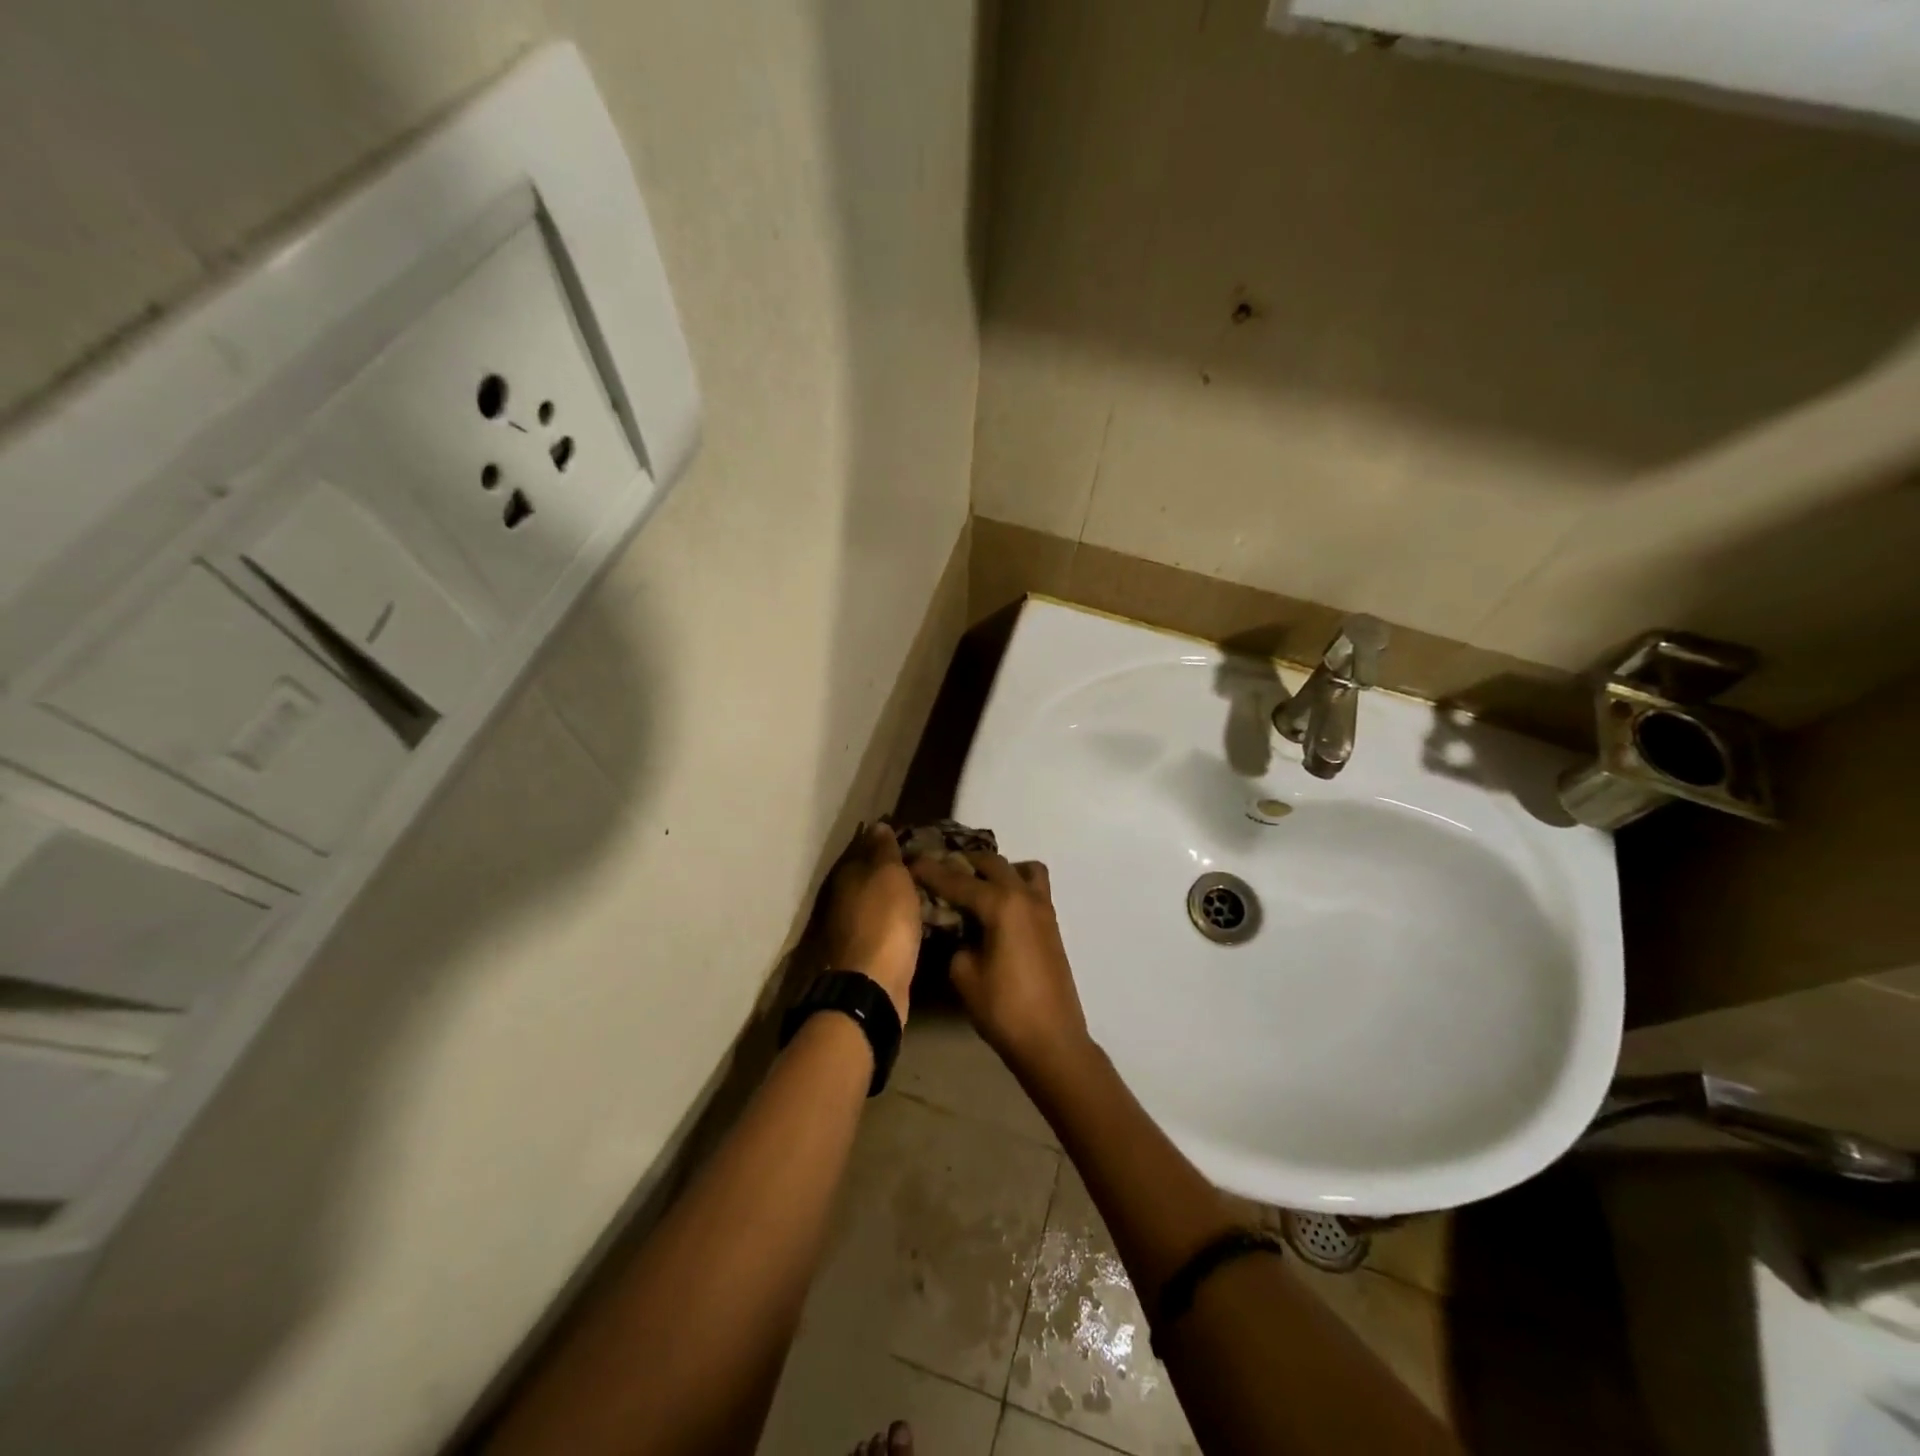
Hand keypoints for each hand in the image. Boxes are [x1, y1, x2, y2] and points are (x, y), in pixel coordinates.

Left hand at [822, 824, 922, 1022]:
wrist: (873, 985)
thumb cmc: (884, 922)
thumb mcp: (889, 876)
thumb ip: (884, 850)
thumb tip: (877, 824)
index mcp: (848, 874)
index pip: (867, 844)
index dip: (888, 838)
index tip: (914, 835)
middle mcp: (844, 897)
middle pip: (871, 873)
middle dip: (893, 867)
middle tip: (927, 861)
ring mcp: (853, 926)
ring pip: (878, 900)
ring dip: (897, 894)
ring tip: (928, 887)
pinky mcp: (866, 951)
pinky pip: (886, 924)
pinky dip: (899, 918)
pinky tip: (918, 917)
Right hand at [908, 851, 1089, 1074]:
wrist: (1052, 1041)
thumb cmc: (1003, 1009)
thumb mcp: (964, 975)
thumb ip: (955, 941)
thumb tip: (956, 929)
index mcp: (1001, 904)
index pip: (957, 880)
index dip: (931, 871)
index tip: (910, 862)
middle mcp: (1024, 896)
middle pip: (991, 863)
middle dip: (963, 863)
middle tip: (938, 870)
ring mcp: (1043, 909)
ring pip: (1021, 869)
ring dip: (996, 869)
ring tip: (974, 885)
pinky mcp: (1051, 924)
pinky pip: (1032, 887)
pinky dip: (1014, 884)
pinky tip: (996, 908)